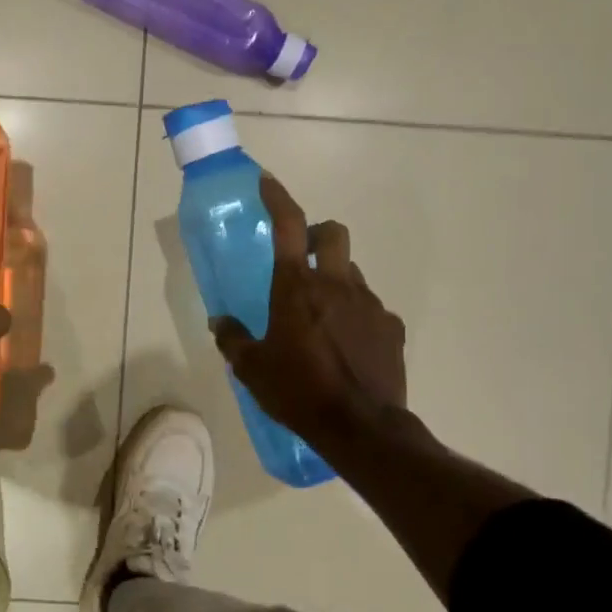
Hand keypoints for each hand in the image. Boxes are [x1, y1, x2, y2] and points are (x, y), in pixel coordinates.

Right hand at [210, 174, 410, 446]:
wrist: (361, 428)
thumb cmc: (298, 390)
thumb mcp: (252, 368)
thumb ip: (233, 339)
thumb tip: (220, 322)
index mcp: (296, 287)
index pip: (289, 225)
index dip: (278, 198)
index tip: (268, 183)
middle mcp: (336, 284)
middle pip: (333, 233)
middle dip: (318, 234)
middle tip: (302, 257)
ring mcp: (370, 304)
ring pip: (352, 272)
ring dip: (335, 279)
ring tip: (321, 315)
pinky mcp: (391, 328)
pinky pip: (371, 308)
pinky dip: (355, 315)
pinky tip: (346, 345)